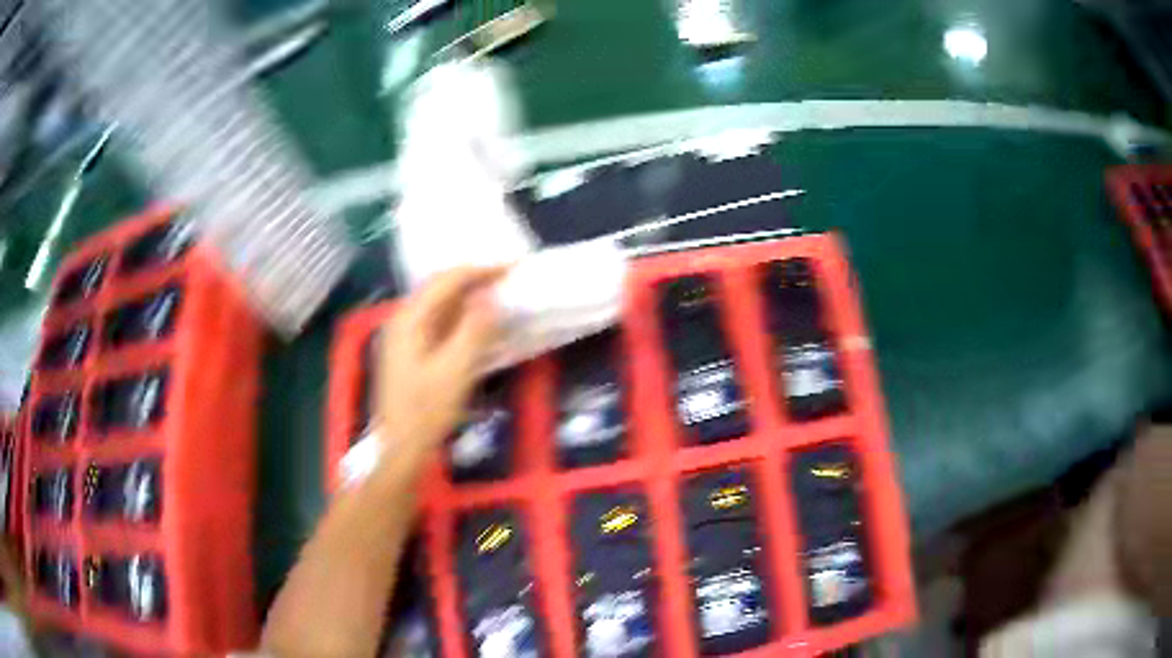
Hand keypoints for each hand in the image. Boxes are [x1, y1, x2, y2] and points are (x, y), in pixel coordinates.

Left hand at [377, 267, 502, 461]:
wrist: (400, 448)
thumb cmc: (426, 410)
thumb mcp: (456, 370)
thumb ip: (474, 329)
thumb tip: (491, 296)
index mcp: (409, 319)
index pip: (447, 280)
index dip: (481, 270)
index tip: (512, 267)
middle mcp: (402, 319)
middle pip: (439, 287)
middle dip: (474, 278)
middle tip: (507, 277)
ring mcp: (403, 335)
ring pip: (438, 303)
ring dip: (467, 296)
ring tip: (497, 293)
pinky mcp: (409, 351)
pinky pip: (436, 321)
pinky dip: (459, 315)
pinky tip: (476, 321)